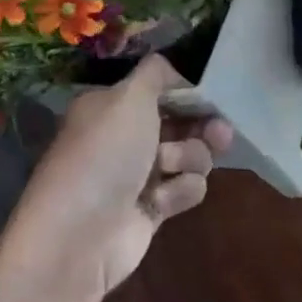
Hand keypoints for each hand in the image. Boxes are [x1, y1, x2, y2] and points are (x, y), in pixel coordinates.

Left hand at [8, 56, 233, 300]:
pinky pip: (186, 189)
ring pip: (191, 155)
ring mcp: (139, 174)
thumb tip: (173, 67)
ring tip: (169, 169)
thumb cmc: (105, 154)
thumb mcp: (129, 97)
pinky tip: (160, 203)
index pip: (160, 89)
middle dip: (202, 126)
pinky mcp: (153, 208)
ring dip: (188, 159)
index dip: (189, 91)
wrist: (81, 235)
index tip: (213, 94)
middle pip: (182, 122)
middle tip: (219, 132)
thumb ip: (156, 73)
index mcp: (112, 106)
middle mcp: (125, 136)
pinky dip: (179, 192)